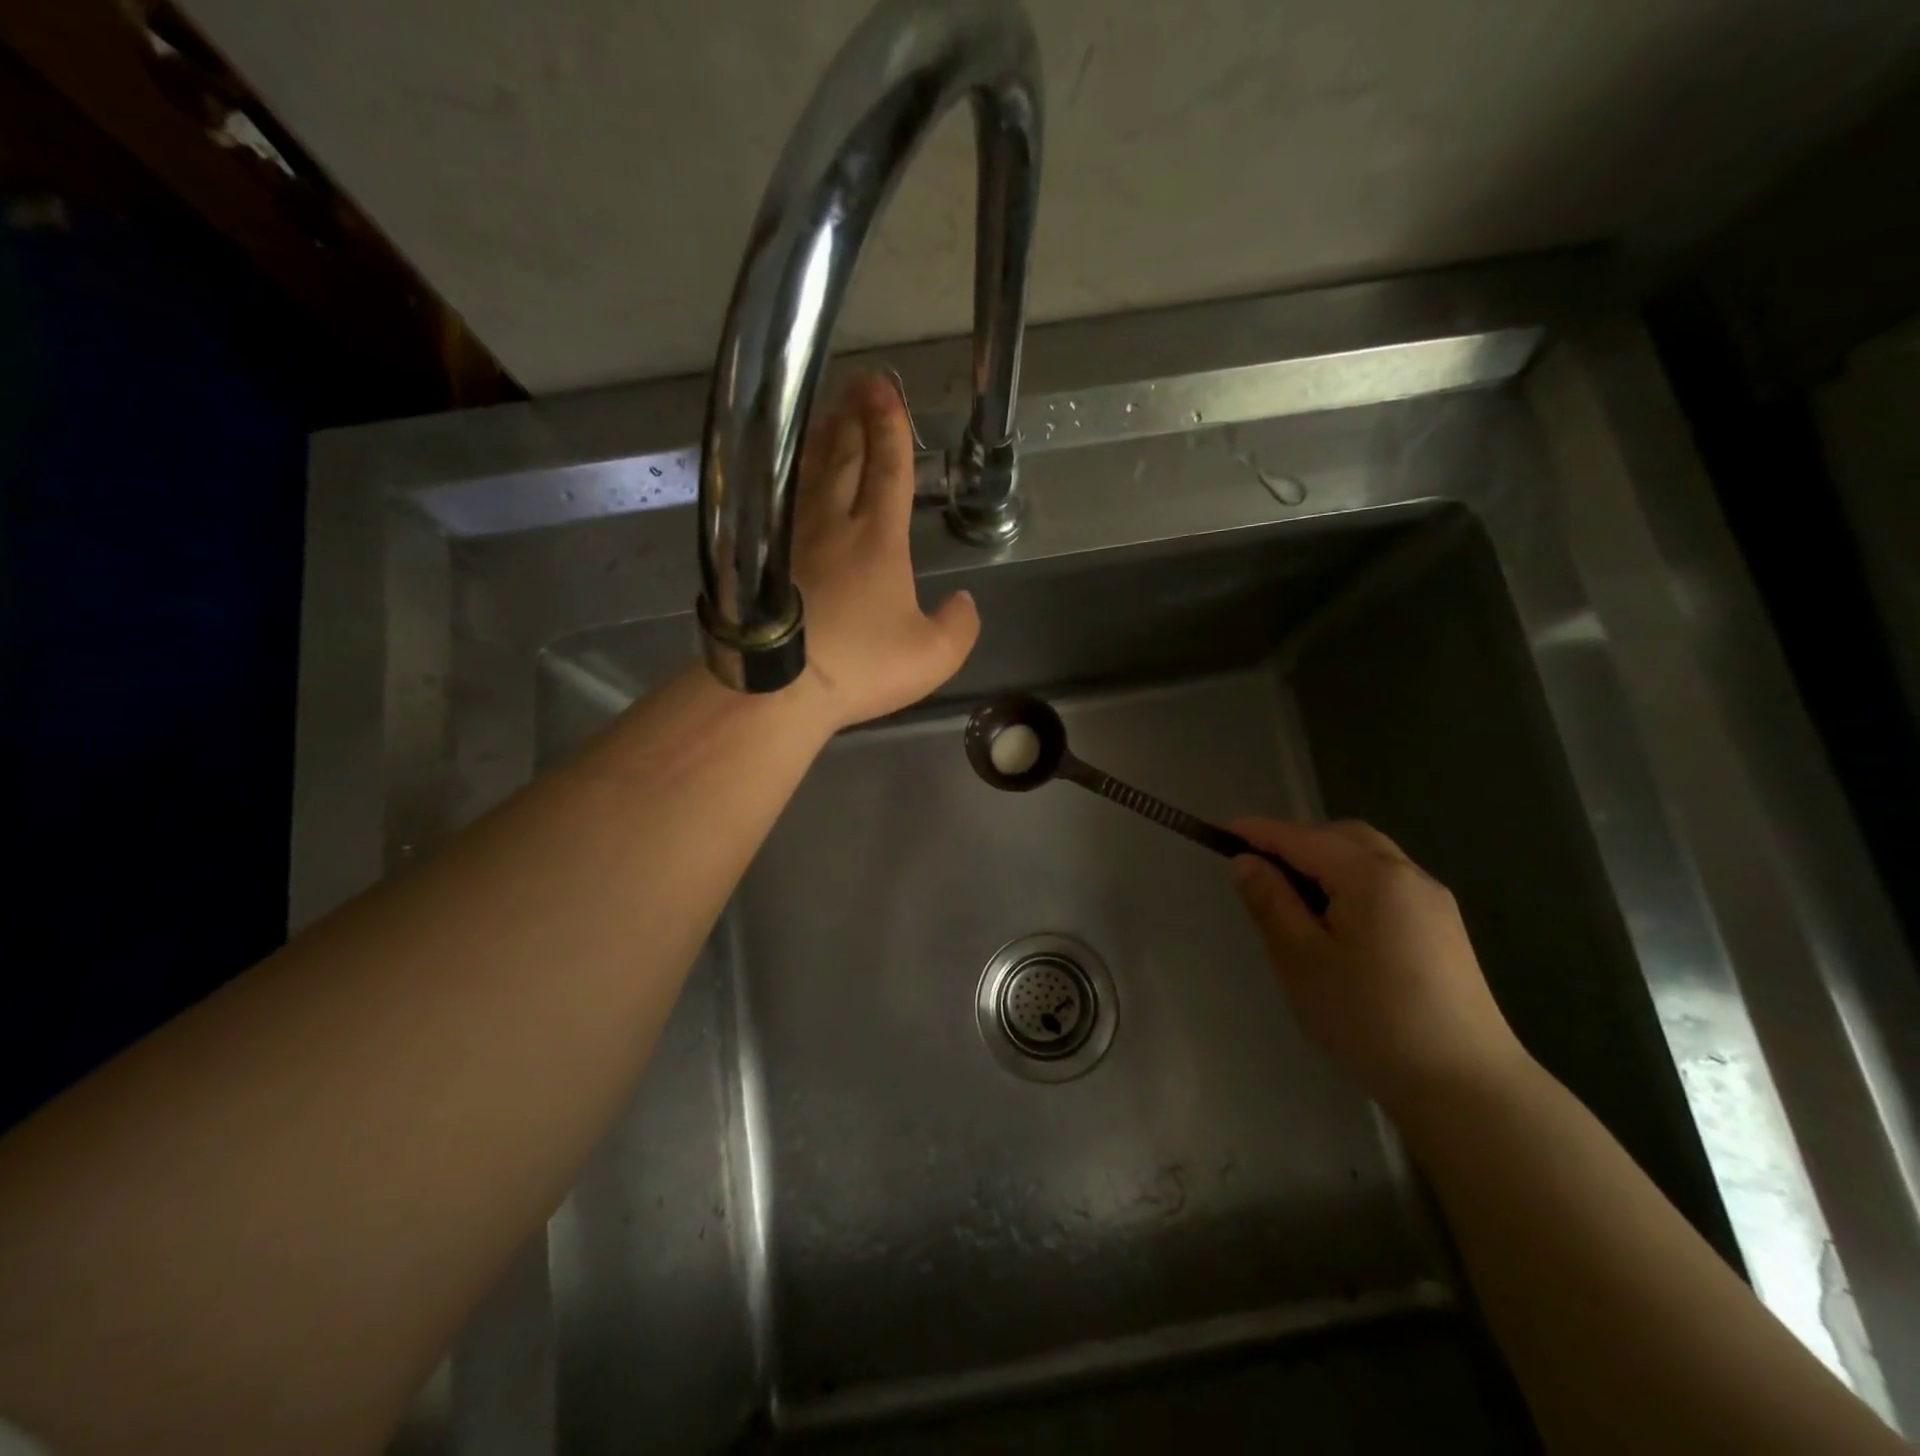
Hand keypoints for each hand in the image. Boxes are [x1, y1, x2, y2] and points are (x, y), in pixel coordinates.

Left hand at [788, 373, 980, 730]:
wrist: (779, 687)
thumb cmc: (861, 666)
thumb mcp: (933, 657)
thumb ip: (959, 626)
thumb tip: (963, 601)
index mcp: (879, 540)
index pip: (888, 471)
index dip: (891, 429)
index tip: (887, 391)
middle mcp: (834, 525)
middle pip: (846, 458)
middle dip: (856, 418)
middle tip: (860, 383)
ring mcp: (794, 538)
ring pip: (812, 473)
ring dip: (824, 438)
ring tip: (830, 411)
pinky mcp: (765, 558)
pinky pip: (784, 499)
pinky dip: (793, 474)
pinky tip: (793, 471)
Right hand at [1228, 817, 1530, 1113]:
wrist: (1465, 1086)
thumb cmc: (1368, 1017)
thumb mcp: (1301, 959)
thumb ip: (1270, 902)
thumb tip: (1246, 862)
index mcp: (1371, 875)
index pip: (1302, 838)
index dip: (1259, 832)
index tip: (1221, 831)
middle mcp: (1408, 875)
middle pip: (1343, 838)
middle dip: (1298, 843)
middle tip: (1260, 871)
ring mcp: (1433, 902)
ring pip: (1369, 859)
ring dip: (1327, 864)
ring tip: (1295, 901)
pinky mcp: (1444, 930)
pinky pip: (1388, 885)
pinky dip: (1353, 885)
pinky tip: (1339, 925)